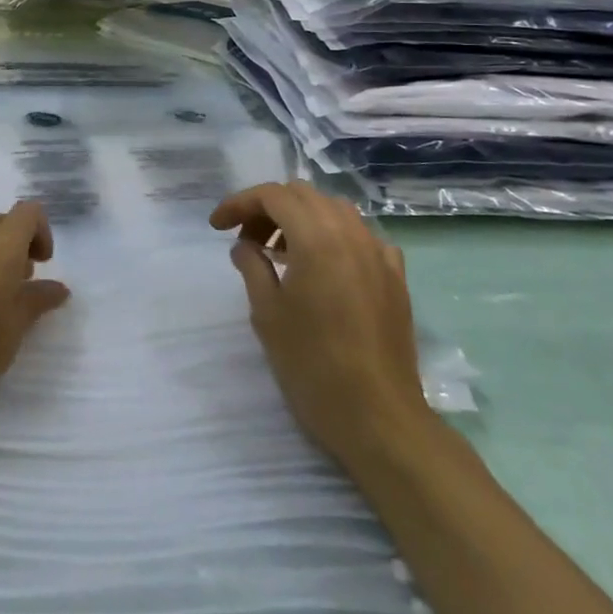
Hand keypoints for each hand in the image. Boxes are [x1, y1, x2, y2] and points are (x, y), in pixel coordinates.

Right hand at [212, 181, 431, 466]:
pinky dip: (337, 238)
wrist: (378, 418)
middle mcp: (351, 234)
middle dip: (268, 208)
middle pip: (303, 195)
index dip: (239, 203)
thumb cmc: (312, 364)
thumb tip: (245, 246)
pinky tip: (327, 267)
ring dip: (303, 218)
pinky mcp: (396, 278)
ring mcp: (379, 254)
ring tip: (282, 251)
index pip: (272, 195)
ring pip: (335, 210)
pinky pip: (363, 237)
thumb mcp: (267, 314)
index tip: (217, 226)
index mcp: (317, 238)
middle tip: (246, 238)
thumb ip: (252, 266)